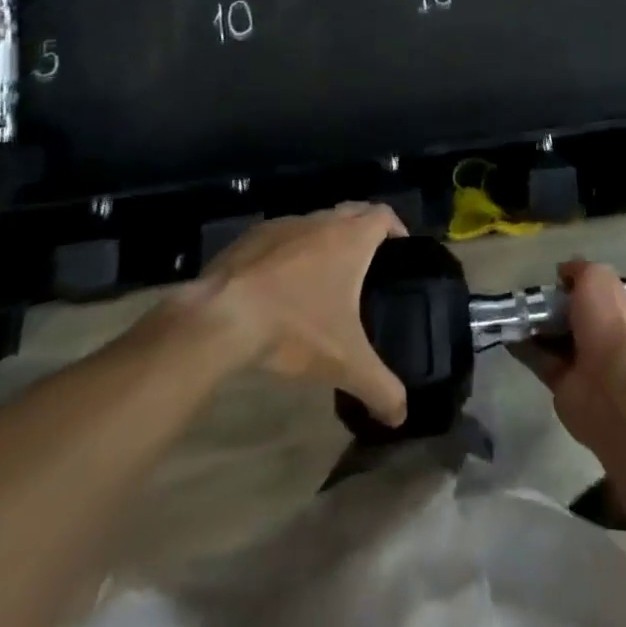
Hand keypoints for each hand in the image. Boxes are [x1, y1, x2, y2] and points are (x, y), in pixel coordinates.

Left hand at [165, 204, 408, 425]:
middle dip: (364, 228)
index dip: (396, 228)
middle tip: (368, 262)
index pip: (384, 215)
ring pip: (317, 222)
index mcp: (351, 238)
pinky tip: (282, 283)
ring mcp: (286, 224)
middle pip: (353, 211)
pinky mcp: (254, 236)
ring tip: (326, 275)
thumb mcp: (344, 363)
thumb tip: (402, 415)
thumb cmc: (295, 327)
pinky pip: (284, 235)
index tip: (400, 249)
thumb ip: (379, 387)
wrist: (223, 316)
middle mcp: (322, 221)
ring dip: (326, 238)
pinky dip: (291, 250)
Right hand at [513, 259, 625, 450]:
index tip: (557, 279)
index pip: (603, 295)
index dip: (581, 286)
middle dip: (555, 307)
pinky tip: (507, 334)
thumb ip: (580, 270)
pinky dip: (525, 349)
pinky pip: (542, 362)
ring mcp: (588, 365)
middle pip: (577, 318)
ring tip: (512, 311)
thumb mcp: (598, 278)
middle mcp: (609, 339)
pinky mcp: (565, 387)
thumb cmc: (613, 324)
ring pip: (558, 340)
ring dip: (537, 327)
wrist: (614, 390)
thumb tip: (564, 271)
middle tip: (530, 295)